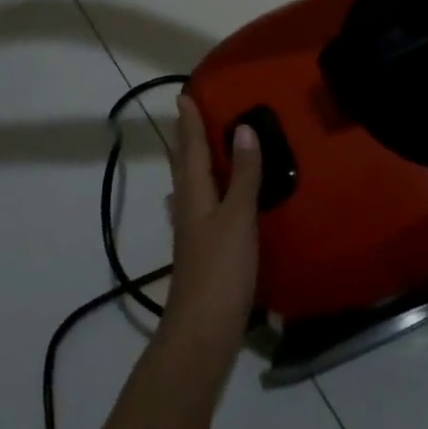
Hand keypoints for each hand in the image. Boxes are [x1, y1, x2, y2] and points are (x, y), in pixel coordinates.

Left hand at [157, 97, 260, 363]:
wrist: (202, 332)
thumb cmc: (220, 270)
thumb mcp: (238, 217)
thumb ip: (243, 175)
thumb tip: (242, 129)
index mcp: (194, 195)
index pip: (191, 149)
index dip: (189, 123)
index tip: (184, 96)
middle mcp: (188, 208)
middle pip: (184, 166)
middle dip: (186, 139)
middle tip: (189, 114)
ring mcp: (193, 233)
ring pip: (190, 186)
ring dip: (193, 163)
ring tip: (200, 148)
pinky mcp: (203, 252)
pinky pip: (201, 207)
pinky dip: (205, 191)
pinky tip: (210, 200)